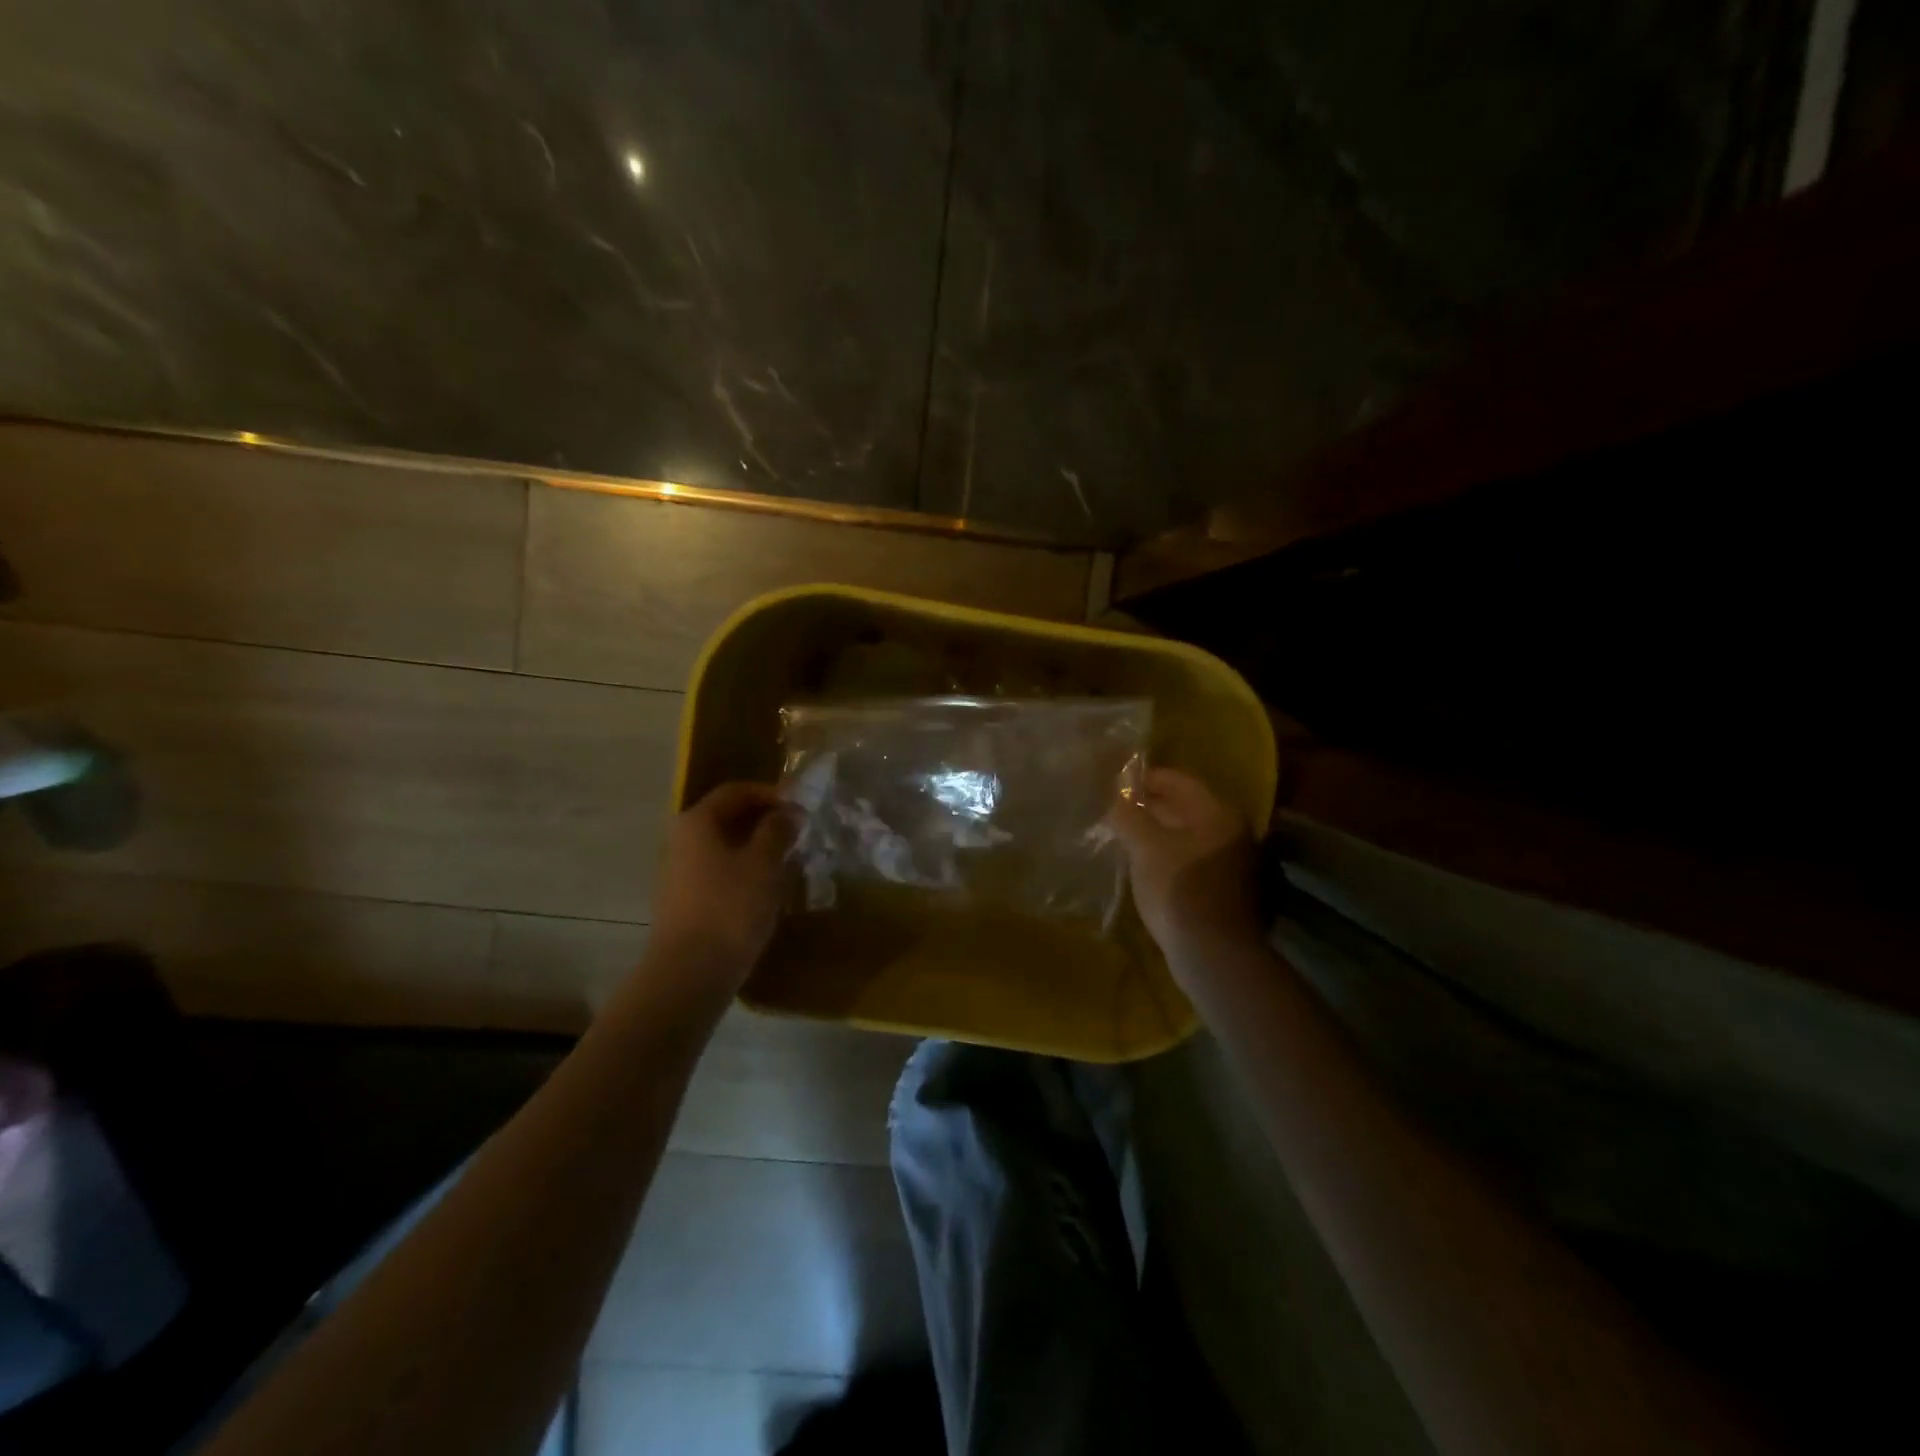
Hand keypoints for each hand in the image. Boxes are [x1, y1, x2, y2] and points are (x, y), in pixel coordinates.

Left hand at [651, 782, 795, 988]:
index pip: (736, 791)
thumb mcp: (764, 863)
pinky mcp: (685, 900)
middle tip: (798, 833)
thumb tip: (788, 812)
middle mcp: (682, 840)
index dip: (771, 793)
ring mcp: (680, 872)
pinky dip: (745, 870)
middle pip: (727, 817)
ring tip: (789, 860)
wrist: (690, 971)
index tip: (801, 807)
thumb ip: (778, 830)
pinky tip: (767, 888)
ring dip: (757, 847)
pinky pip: (719, 871)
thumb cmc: (731, 906)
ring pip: (724, 846)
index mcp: (697, 821)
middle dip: (765, 821)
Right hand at [1107, 768, 1262, 976]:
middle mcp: (1234, 832)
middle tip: (1117, 811)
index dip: (1145, 779)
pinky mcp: (1228, 890)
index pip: (1179, 781)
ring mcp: (1235, 863)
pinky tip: (1146, 866)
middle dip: (1151, 807)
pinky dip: (1170, 856)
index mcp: (1219, 814)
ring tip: (1126, 838)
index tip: (1116, 784)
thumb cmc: (1179, 890)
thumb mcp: (1145, 847)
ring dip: (1159, 833)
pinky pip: (1193, 860)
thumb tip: (1116, 801)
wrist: (1213, 955)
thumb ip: (1129, 817)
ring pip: (1189, 836)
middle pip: (1186, 808)